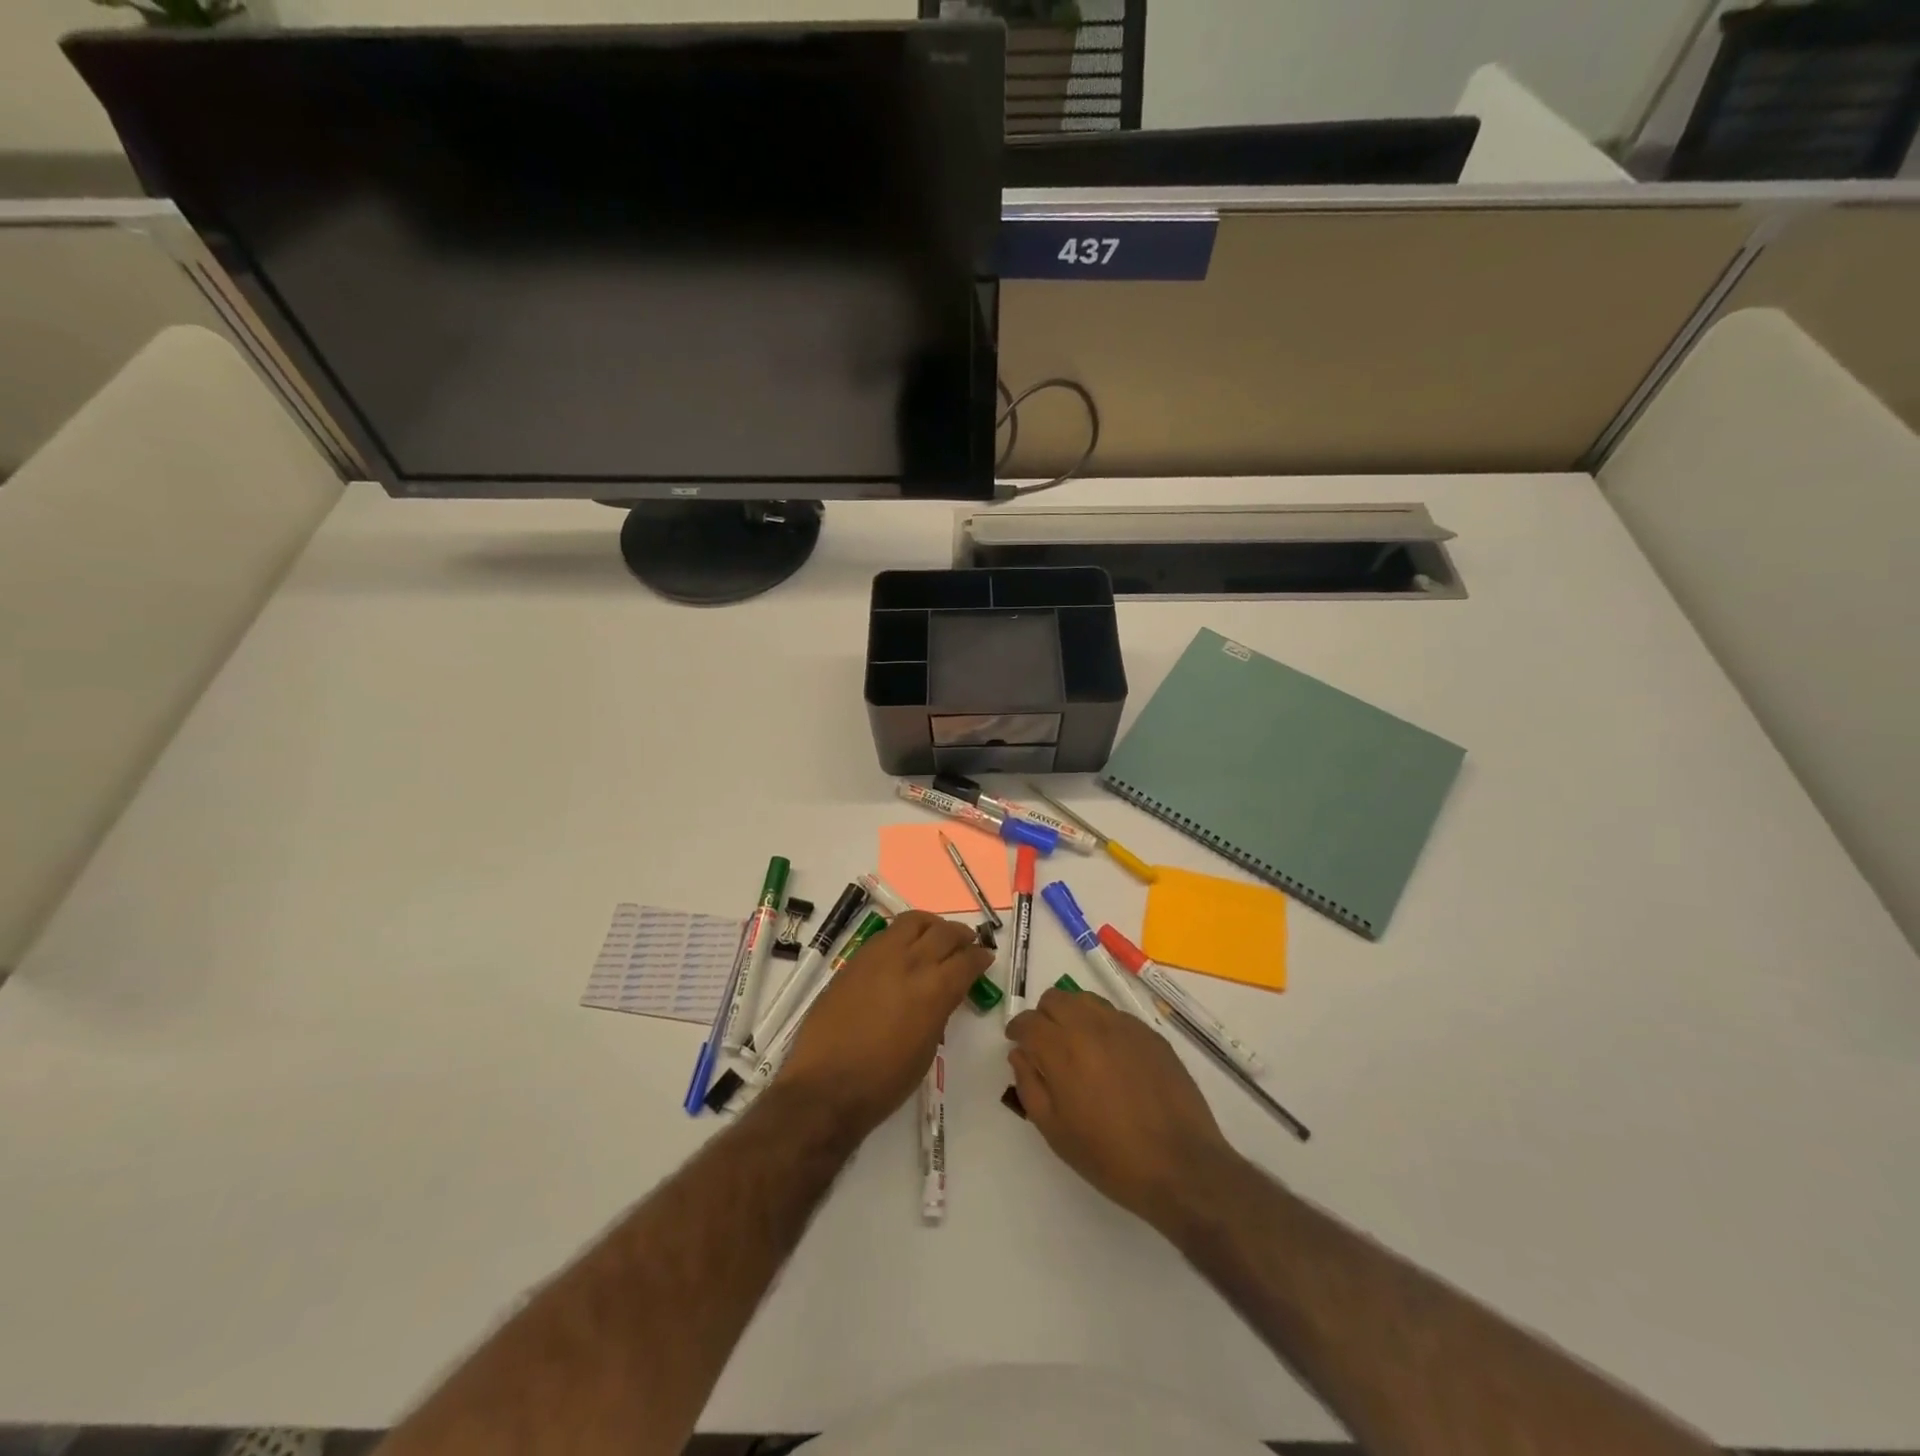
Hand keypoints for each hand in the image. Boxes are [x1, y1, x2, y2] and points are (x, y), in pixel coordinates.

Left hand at [777, 911, 992, 1139]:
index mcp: (935, 989)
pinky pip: (886, 934)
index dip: (980, 957)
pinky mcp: (855, 959)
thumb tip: (941, 995)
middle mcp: (911, 963)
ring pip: (913, 922)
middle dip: (960, 935)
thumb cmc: (884, 1081)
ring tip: (935, 934)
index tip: (985, 958)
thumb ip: (938, 1012)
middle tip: (966, 942)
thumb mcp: (926, 1050)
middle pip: (944, 932)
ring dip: (931, 925)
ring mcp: (879, 956)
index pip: (967, 960)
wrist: (826, 1085)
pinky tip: (903, 947)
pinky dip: (902, 934)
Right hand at [1006, 987, 1238, 1232]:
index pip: (1028, 1021)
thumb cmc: (1110, 1157)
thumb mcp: (1055, 1131)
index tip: (1017, 1043)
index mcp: (1062, 1049)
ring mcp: (1124, 1026)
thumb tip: (1020, 1054)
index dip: (1017, 1030)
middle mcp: (1091, 1026)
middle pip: (1055, 999)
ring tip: (1077, 1046)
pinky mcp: (1150, 1034)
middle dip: (1043, 1017)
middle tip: (1046, 1045)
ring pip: (1086, 1000)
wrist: (1180, 1165)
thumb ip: (1030, 1085)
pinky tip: (1110, 1058)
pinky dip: (1102, 1026)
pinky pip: (1115, 1015)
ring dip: (1073, 1014)